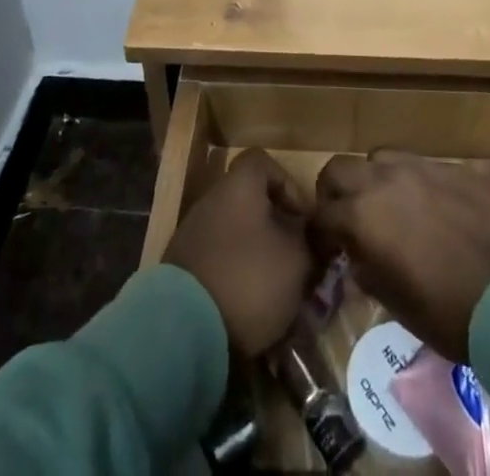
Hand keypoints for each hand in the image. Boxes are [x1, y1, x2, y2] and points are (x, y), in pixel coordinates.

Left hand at [165, 149, 317, 356]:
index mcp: (239, 185)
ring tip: (277, 290)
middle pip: (250, 202)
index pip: (264, 162)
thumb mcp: (296, 260)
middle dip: (275, 228)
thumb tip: (305, 237)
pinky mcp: (182, 268)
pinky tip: (249, 307)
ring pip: (235, 234)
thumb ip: (306, 242)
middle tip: (295, 259)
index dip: (288, 185)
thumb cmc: (249, 277)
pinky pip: (218, 261)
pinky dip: (235, 277)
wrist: (184, 326)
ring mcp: (193, 233)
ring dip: (256, 255)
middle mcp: (212, 200)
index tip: (303, 218)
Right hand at [312, 150, 489, 362]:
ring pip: (378, 157)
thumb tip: (358, 257)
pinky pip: (417, 165)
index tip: (325, 249)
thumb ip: (368, 270)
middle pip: (339, 168)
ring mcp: (419, 167)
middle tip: (347, 219)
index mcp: (363, 215)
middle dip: (335, 192)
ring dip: (373, 179)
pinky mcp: (450, 167)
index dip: (318, 233)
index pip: (321, 214)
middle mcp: (383, 179)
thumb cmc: (448, 313)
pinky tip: (428, 208)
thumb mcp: (395, 304)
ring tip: (389, 207)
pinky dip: (410, 181)